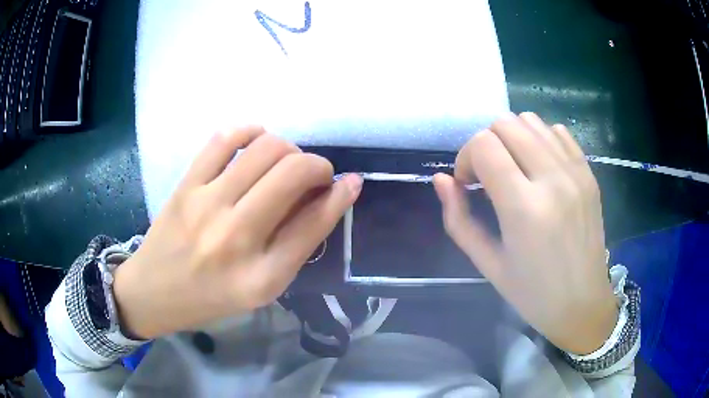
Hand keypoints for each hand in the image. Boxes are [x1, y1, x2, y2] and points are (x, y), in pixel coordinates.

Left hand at [114, 127, 362, 338]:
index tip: (351, 182)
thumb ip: (296, 245)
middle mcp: (236, 237)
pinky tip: (257, 139)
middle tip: (314, 176)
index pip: (315, 223)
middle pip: (293, 173)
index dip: (341, 195)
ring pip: (265, 149)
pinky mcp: (186, 185)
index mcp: (262, 276)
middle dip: (318, 166)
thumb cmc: (211, 298)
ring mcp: (206, 205)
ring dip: (288, 149)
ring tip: (284, 163)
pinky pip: (225, 139)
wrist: (154, 292)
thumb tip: (330, 197)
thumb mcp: (262, 288)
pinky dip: (250, 131)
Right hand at [433, 112, 616, 354]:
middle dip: (486, 144)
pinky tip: (539, 167)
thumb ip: (458, 219)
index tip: (469, 183)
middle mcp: (553, 180)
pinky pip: (557, 132)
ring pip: (531, 121)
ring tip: (514, 169)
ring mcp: (575, 172)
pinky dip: (539, 139)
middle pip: (505, 124)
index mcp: (524, 208)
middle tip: (489, 176)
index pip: (483, 145)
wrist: (583, 304)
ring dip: (512, 138)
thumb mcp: (487, 264)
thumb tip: (441, 179)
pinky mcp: (588, 173)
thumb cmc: (532, 293)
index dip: (465, 157)